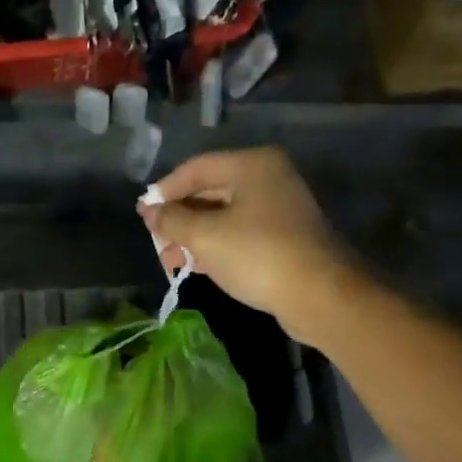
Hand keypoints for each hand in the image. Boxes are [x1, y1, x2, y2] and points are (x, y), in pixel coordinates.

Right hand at [138, 148, 363, 343]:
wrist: (319, 295)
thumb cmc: (257, 255)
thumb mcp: (204, 237)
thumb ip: (172, 221)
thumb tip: (150, 212)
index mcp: (252, 165)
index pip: (196, 168)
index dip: (164, 191)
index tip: (142, 216)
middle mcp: (268, 178)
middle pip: (210, 191)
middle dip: (179, 218)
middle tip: (156, 242)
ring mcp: (279, 207)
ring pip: (223, 215)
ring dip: (194, 236)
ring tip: (171, 262)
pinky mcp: (284, 236)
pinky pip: (240, 232)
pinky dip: (216, 245)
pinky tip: (197, 266)